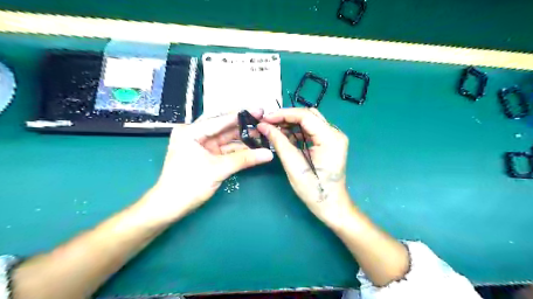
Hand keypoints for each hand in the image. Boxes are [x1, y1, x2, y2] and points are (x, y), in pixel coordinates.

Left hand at [141, 111, 274, 222]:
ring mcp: (200, 145)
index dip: (241, 116)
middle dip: (243, 125)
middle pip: (223, 126)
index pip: (220, 120)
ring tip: (261, 133)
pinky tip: (252, 146)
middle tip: (262, 120)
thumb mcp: (218, 170)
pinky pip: (225, 148)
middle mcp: (195, 134)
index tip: (259, 111)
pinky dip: (238, 149)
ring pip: (226, 137)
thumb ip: (244, 159)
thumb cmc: (189, 185)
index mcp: (191, 132)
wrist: (171, 207)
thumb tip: (268, 154)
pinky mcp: (206, 155)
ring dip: (242, 137)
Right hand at [257, 107, 351, 225]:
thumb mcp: (293, 165)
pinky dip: (296, 132)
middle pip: (308, 115)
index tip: (265, 118)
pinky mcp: (329, 143)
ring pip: (309, 121)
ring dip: (290, 124)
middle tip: (268, 123)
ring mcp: (333, 137)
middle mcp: (335, 133)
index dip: (283, 114)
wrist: (331, 205)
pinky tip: (284, 136)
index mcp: (331, 138)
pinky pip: (311, 131)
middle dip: (286, 117)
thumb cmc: (313, 190)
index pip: (305, 116)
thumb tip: (263, 126)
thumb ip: (279, 142)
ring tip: (273, 129)